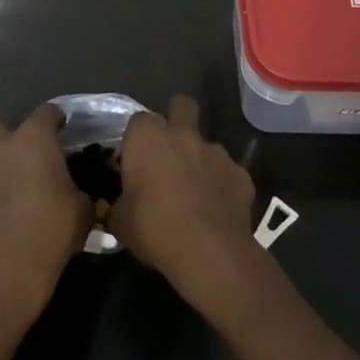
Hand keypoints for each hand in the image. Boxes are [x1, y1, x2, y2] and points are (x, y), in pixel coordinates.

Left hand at [0, 104, 93, 333]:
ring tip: (8, 190)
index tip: (63, 129)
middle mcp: (0, 147)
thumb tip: (77, 194)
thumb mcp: (82, 210)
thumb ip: (78, 191)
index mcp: (33, 139)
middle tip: (17, 147)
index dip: (56, 118)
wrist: (6, 268)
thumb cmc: (52, 228)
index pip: (46, 112)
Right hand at [109, 95, 262, 313]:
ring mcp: (216, 152)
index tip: (135, 158)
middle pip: (181, 105)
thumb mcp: (120, 221)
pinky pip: (228, 173)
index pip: (138, 120)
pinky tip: (218, 208)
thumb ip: (119, 203)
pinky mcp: (241, 174)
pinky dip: (222, 185)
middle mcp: (183, 134)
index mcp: (147, 138)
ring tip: (195, 190)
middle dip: (177, 117)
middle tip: (170, 148)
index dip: (137, 137)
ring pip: (207, 143)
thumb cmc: (155, 229)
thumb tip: (119, 206)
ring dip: (200, 159)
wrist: (209, 253)